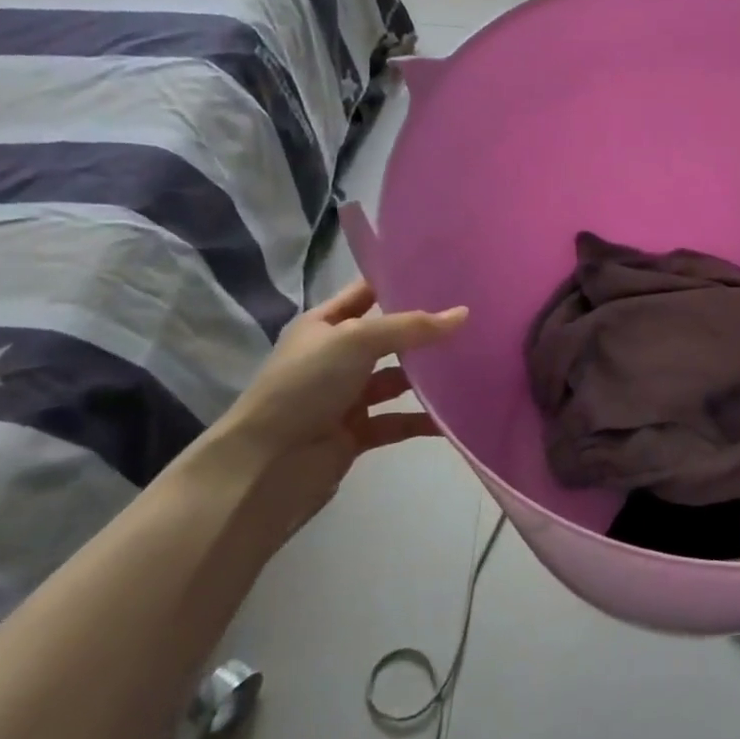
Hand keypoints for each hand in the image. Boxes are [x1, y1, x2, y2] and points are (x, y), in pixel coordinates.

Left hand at [211, 281, 467, 535]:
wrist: (265, 465)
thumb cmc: (305, 386)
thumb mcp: (357, 341)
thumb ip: (411, 327)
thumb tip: (464, 314)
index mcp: (323, 325)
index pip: (366, 293)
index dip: (399, 281)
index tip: (445, 273)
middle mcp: (335, 357)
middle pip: (389, 337)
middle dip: (424, 330)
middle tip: (473, 319)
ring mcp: (346, 397)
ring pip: (397, 380)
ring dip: (428, 376)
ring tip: (473, 365)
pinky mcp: (357, 433)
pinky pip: (398, 421)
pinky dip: (424, 419)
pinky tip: (455, 416)